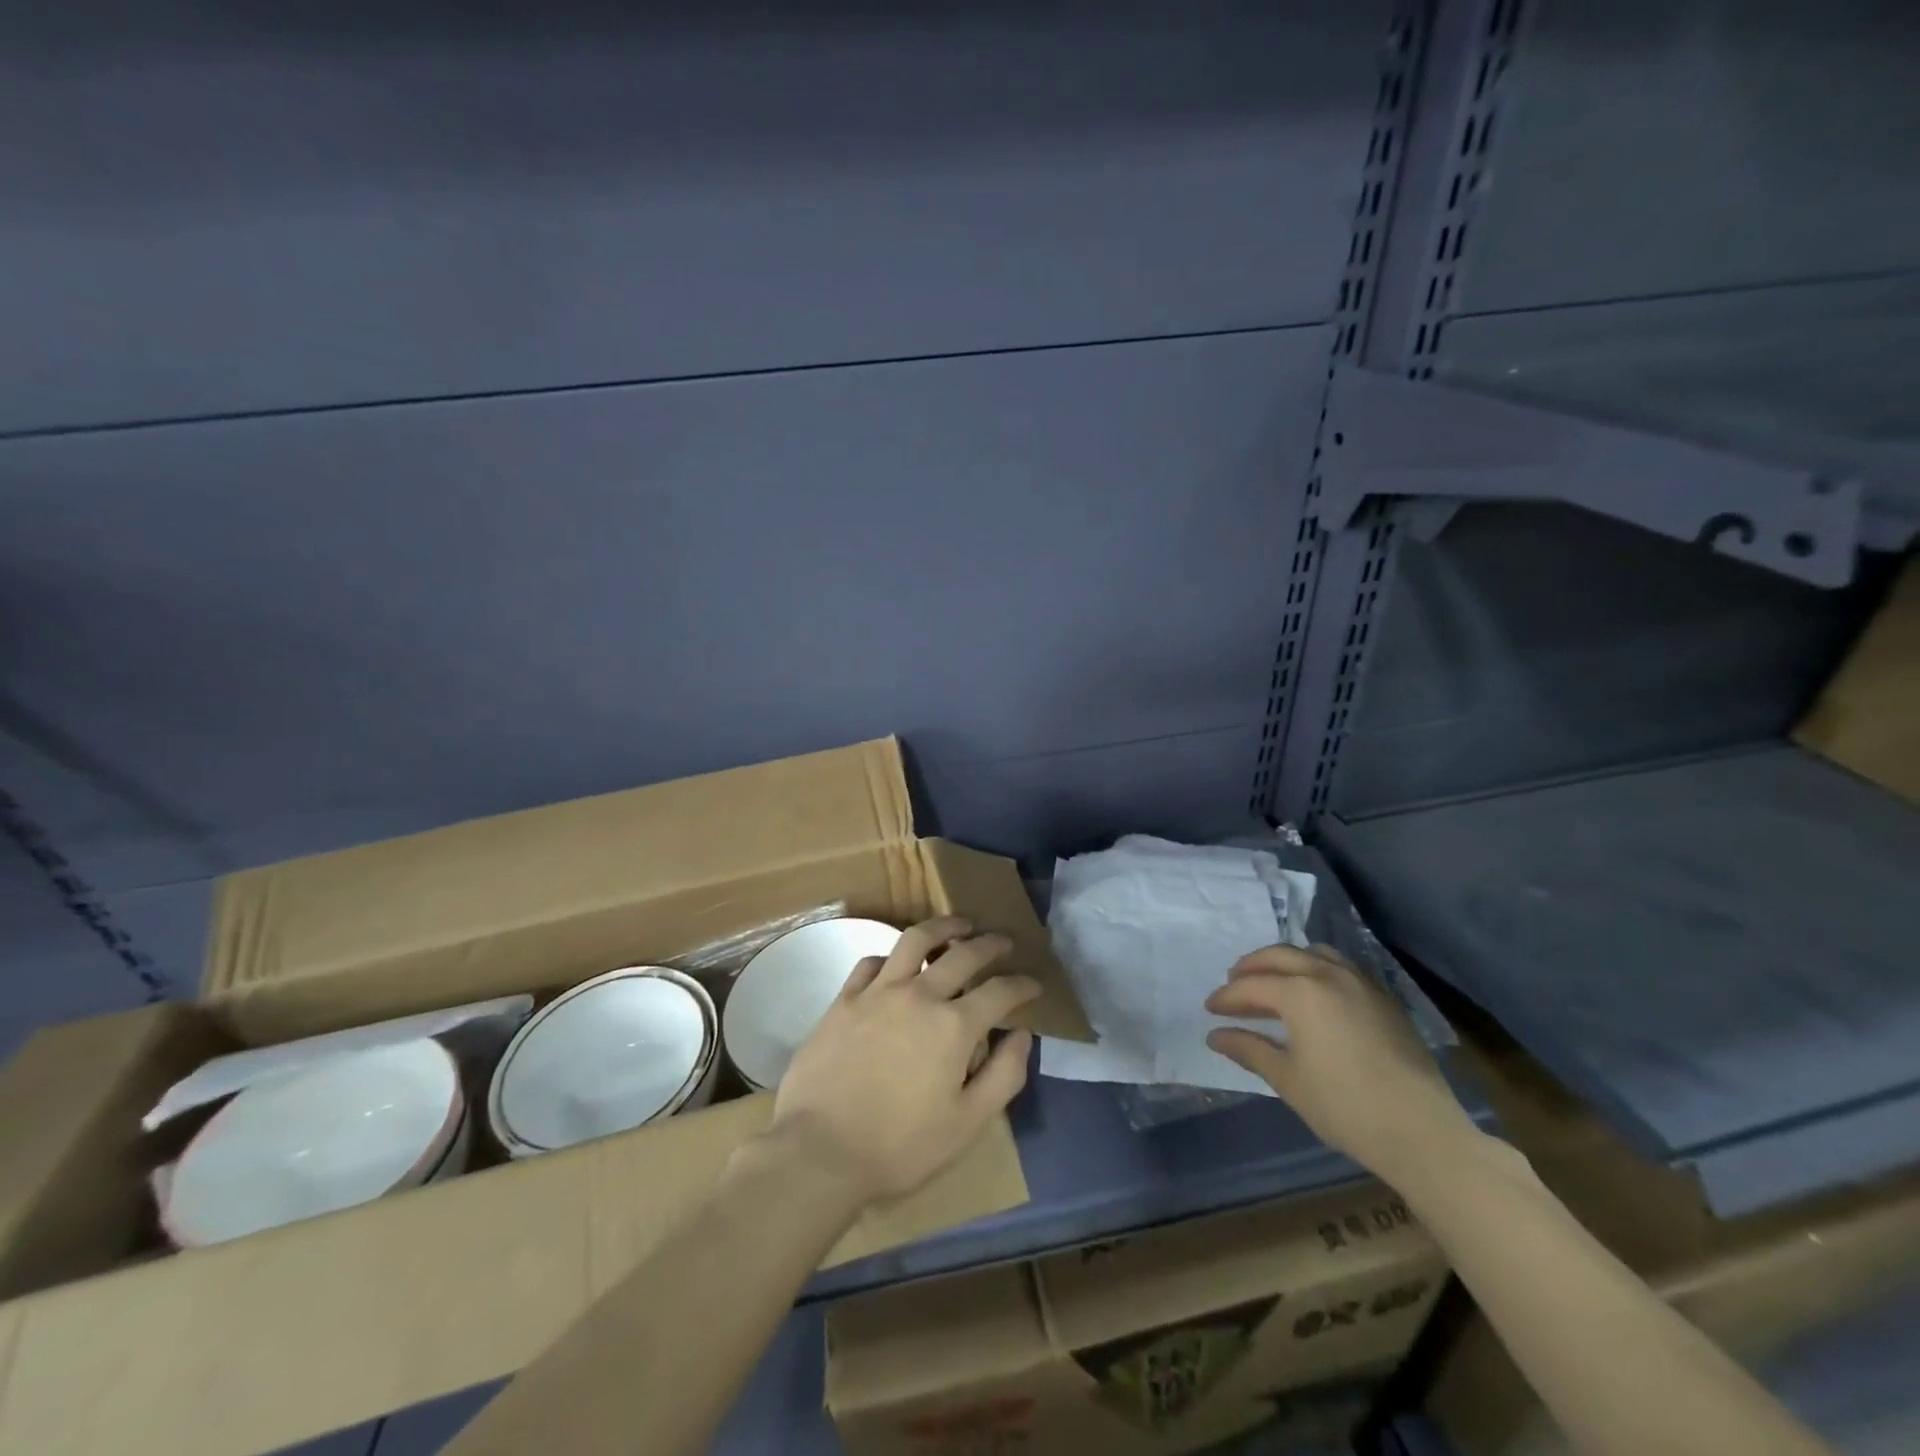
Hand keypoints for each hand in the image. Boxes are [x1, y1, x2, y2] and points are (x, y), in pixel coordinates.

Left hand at [766, 917, 1039, 1206]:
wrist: (819, 1151)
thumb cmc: (900, 1147)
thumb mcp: (967, 1124)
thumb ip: (1004, 1075)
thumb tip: (1021, 1035)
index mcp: (955, 1026)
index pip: (1000, 991)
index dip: (1022, 985)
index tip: (1033, 984)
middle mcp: (920, 995)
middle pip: (963, 954)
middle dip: (991, 944)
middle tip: (1004, 941)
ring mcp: (878, 992)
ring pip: (915, 940)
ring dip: (943, 927)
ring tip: (958, 925)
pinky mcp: (844, 999)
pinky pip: (872, 961)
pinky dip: (892, 956)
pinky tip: (898, 962)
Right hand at [1205, 944, 1480, 1186]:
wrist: (1422, 1132)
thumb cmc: (1344, 1106)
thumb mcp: (1287, 1079)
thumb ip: (1249, 1049)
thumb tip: (1215, 1035)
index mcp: (1300, 992)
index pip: (1251, 986)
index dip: (1226, 997)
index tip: (1209, 1010)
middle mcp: (1328, 974)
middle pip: (1278, 956)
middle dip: (1250, 968)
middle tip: (1232, 985)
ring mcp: (1361, 982)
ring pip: (1312, 953)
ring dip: (1284, 962)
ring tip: (1270, 981)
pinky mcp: (1384, 998)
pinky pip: (1340, 966)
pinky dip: (1316, 969)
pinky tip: (1313, 994)